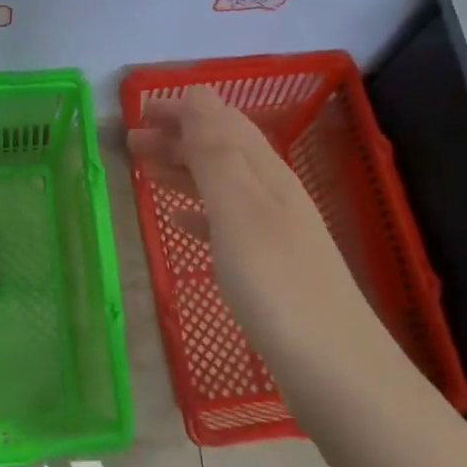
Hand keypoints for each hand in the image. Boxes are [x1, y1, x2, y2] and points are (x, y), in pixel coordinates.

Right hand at [127, 87, 368, 354]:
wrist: (336, 372)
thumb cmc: (277, 286)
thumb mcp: (239, 211)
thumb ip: (216, 153)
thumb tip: (197, 95)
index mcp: (266, 174)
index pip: (222, 122)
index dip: (183, 109)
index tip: (139, 109)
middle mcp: (272, 194)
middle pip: (221, 149)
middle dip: (177, 137)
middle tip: (130, 140)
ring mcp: (273, 232)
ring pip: (220, 184)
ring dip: (183, 170)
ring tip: (145, 171)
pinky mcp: (269, 267)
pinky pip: (225, 222)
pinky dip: (198, 211)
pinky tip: (179, 221)